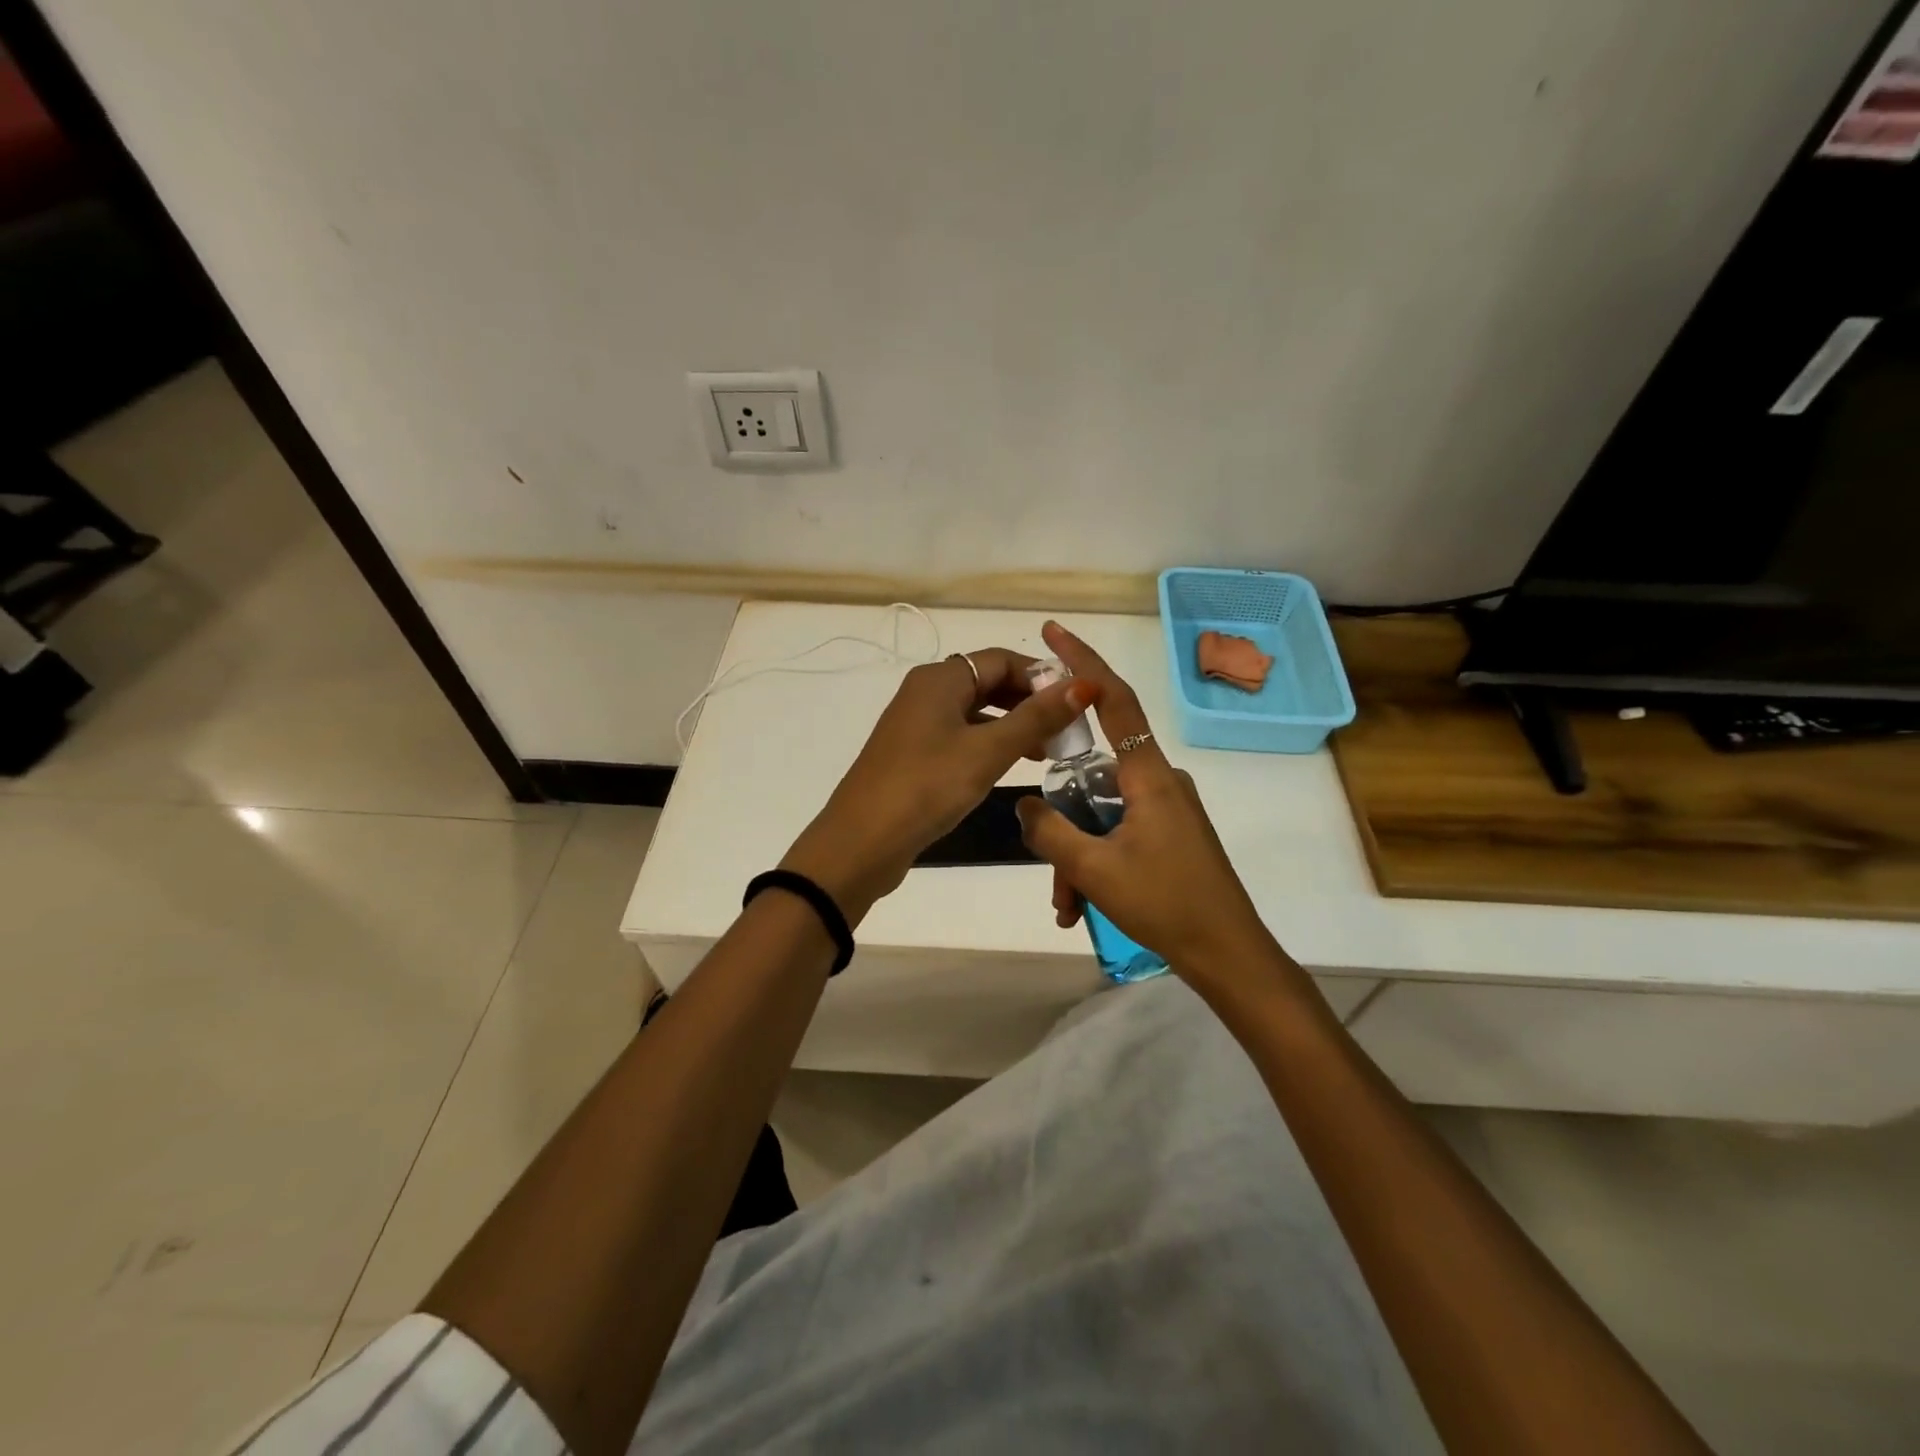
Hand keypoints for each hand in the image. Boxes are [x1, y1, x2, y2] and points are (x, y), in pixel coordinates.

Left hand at [781, 649, 1091, 921]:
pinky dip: (989, 744)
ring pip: (975, 712)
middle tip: (1065, 731)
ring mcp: (916, 724)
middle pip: (988, 682)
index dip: (1042, 676)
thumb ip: (1036, 718)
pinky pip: (960, 736)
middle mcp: (925, 692)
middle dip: (1029, 702)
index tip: (1077, 703)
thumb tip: (1084, 684)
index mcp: (940, 679)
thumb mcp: (988, 751)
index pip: (1002, 659)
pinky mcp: (913, 753)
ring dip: (1012, 725)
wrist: (862, 842)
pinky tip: (1009, 767)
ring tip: (1046, 753)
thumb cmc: (927, 787)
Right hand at [1014, 622, 1274, 979]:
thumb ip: (1050, 831)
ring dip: (1077, 857)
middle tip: (1053, 876)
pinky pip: (1118, 834)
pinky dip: (1096, 863)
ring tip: (1068, 907)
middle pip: (1093, 779)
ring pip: (1101, 815)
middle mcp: (1160, 780)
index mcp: (1149, 774)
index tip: (1053, 632)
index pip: (1112, 698)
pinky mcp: (1170, 834)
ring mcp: (1167, 809)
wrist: (1229, 954)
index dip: (1082, 661)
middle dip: (1064, 825)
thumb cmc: (1165, 903)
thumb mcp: (1094, 870)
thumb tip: (1023, 805)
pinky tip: (1083, 907)